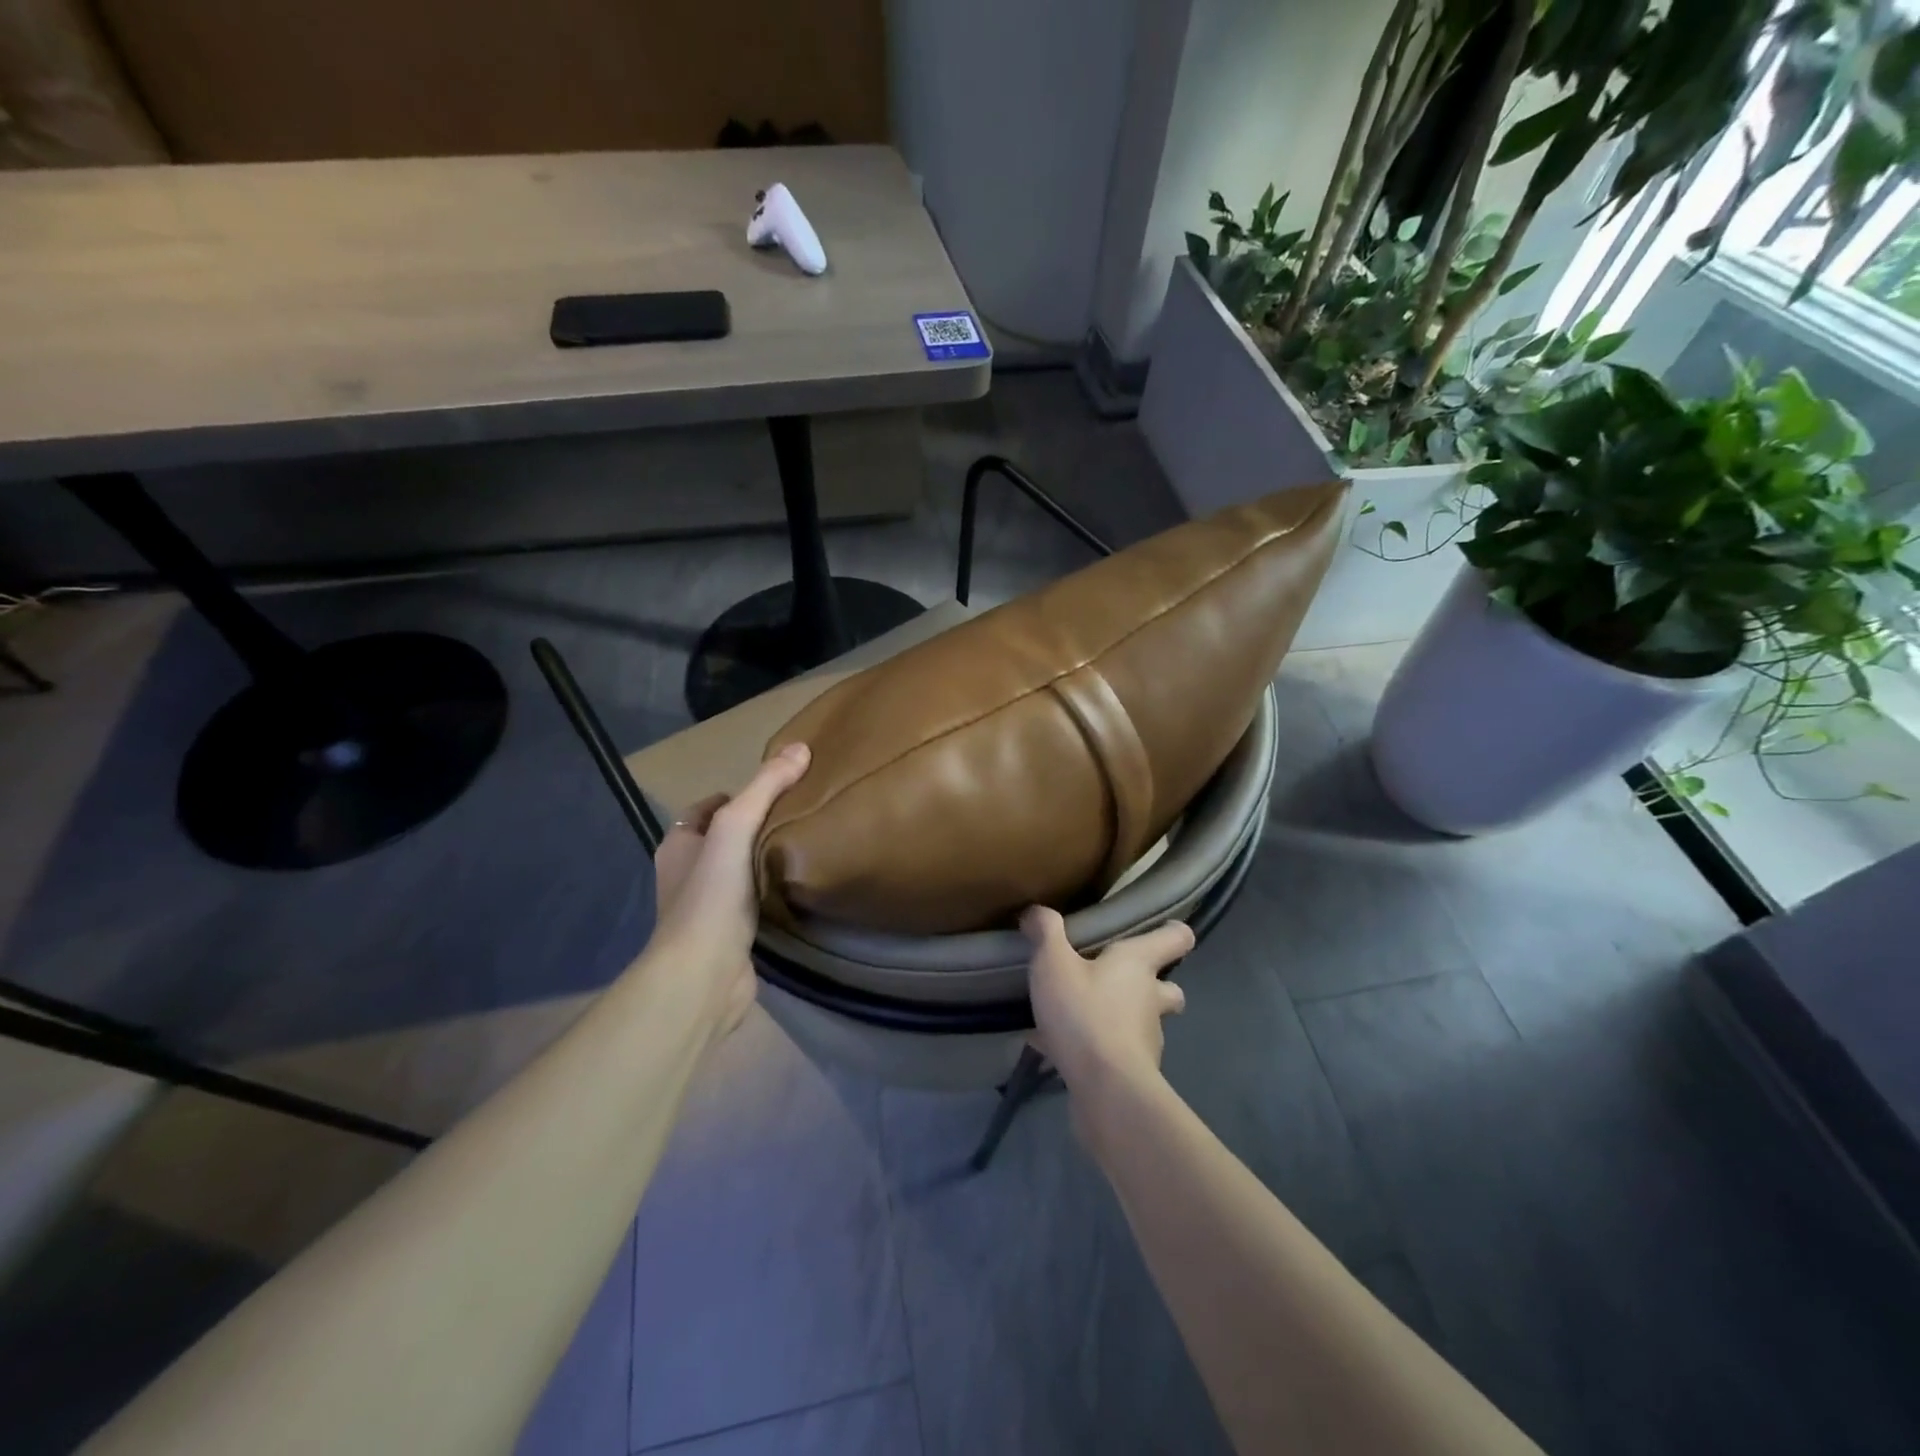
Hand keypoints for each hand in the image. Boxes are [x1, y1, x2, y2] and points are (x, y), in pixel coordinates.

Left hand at [649, 742, 810, 1034]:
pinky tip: (799, 888)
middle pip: (724, 839)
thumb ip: (766, 788)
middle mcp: (687, 874)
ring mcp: (707, 908)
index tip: (775, 791)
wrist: (703, 974)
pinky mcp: (729, 936)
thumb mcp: (736, 827)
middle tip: (798, 815)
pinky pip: (752, 904)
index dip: (735, 795)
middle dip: (755, 827)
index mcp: (679, 845)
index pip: (705, 809)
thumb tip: (800, 747)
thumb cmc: (711, 895)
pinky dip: (771, 894)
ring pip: (739, 873)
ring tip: (805, 847)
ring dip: (764, 862)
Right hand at [1023, 905, 1193, 1099]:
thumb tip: (1037, 911)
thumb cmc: (1085, 1014)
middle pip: (1169, 989)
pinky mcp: (1132, 1074)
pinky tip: (1054, 1049)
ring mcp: (1146, 1039)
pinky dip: (1092, 1049)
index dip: (1173, 931)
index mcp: (1139, 964)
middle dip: (1151, 985)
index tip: (1163, 929)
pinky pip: (1111, 1053)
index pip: (1176, 938)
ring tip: (1077, 1016)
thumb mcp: (1054, 963)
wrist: (1106, 1091)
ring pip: (1141, 1023)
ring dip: (1118, 1019)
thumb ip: (1046, 932)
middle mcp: (1151, 999)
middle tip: (1115, 980)